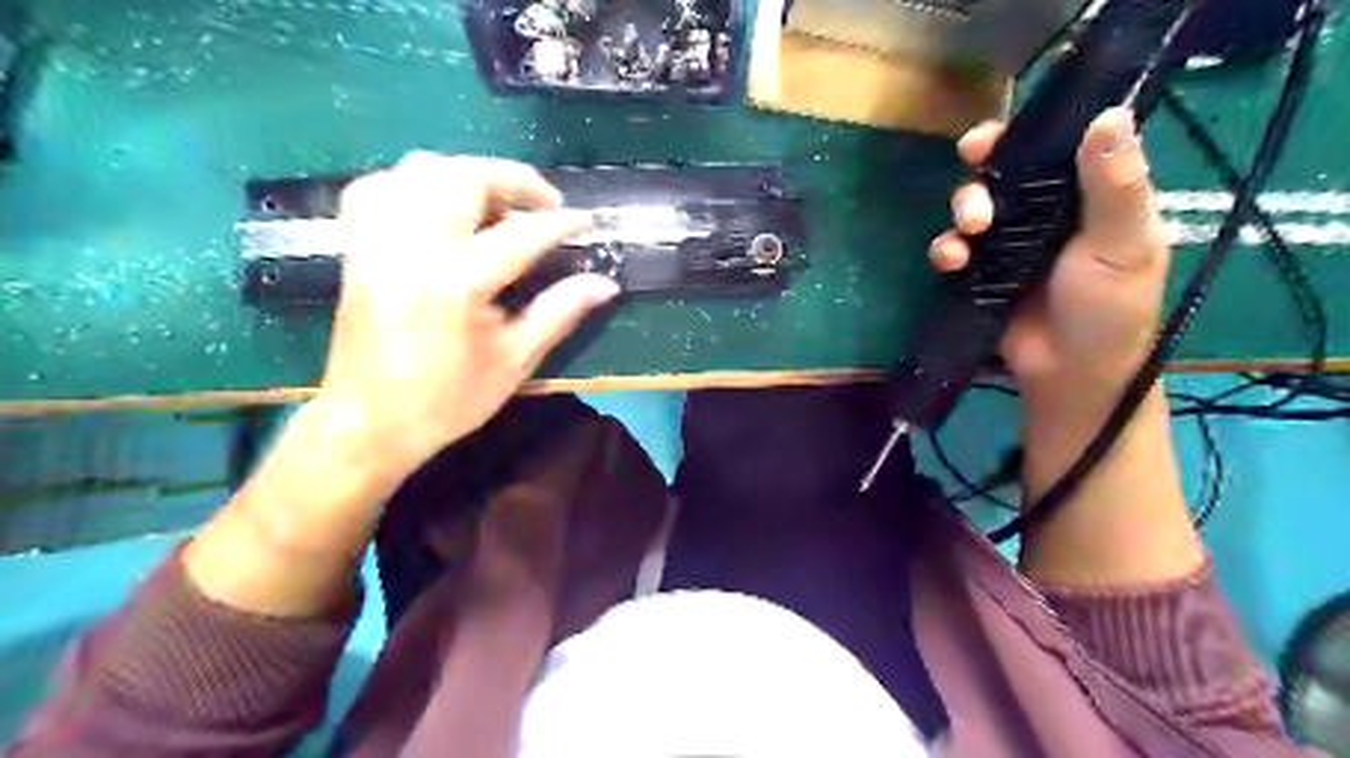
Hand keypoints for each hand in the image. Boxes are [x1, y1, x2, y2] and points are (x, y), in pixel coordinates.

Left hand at [315, 153, 618, 484]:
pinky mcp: (357, 246)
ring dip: (469, 174)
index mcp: (455, 284)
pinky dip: (418, 183)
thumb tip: (605, 284)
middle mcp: (411, 248)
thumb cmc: (447, 400)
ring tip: (500, 201)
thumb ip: (559, 312)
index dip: (560, 224)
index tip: (588, 221)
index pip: (520, 234)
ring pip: (421, 170)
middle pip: (464, 178)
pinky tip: (442, 205)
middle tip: (545, 203)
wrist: (368, 423)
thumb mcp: (514, 361)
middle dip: (513, 180)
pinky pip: (382, 186)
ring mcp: (377, 242)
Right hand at [930, 106, 1170, 408]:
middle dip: (984, 169)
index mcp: (1091, 196)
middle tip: (972, 166)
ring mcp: (1009, 244)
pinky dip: (947, 250)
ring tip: (970, 231)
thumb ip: (1115, 185)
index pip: (1057, 147)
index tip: (996, 132)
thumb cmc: (1109, 309)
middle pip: (1005, 173)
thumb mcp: (1123, 244)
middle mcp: (1047, 213)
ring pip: (975, 207)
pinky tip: (951, 262)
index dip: (1025, 133)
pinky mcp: (981, 273)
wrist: (1070, 374)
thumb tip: (1110, 112)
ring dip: (964, 209)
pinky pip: (955, 249)